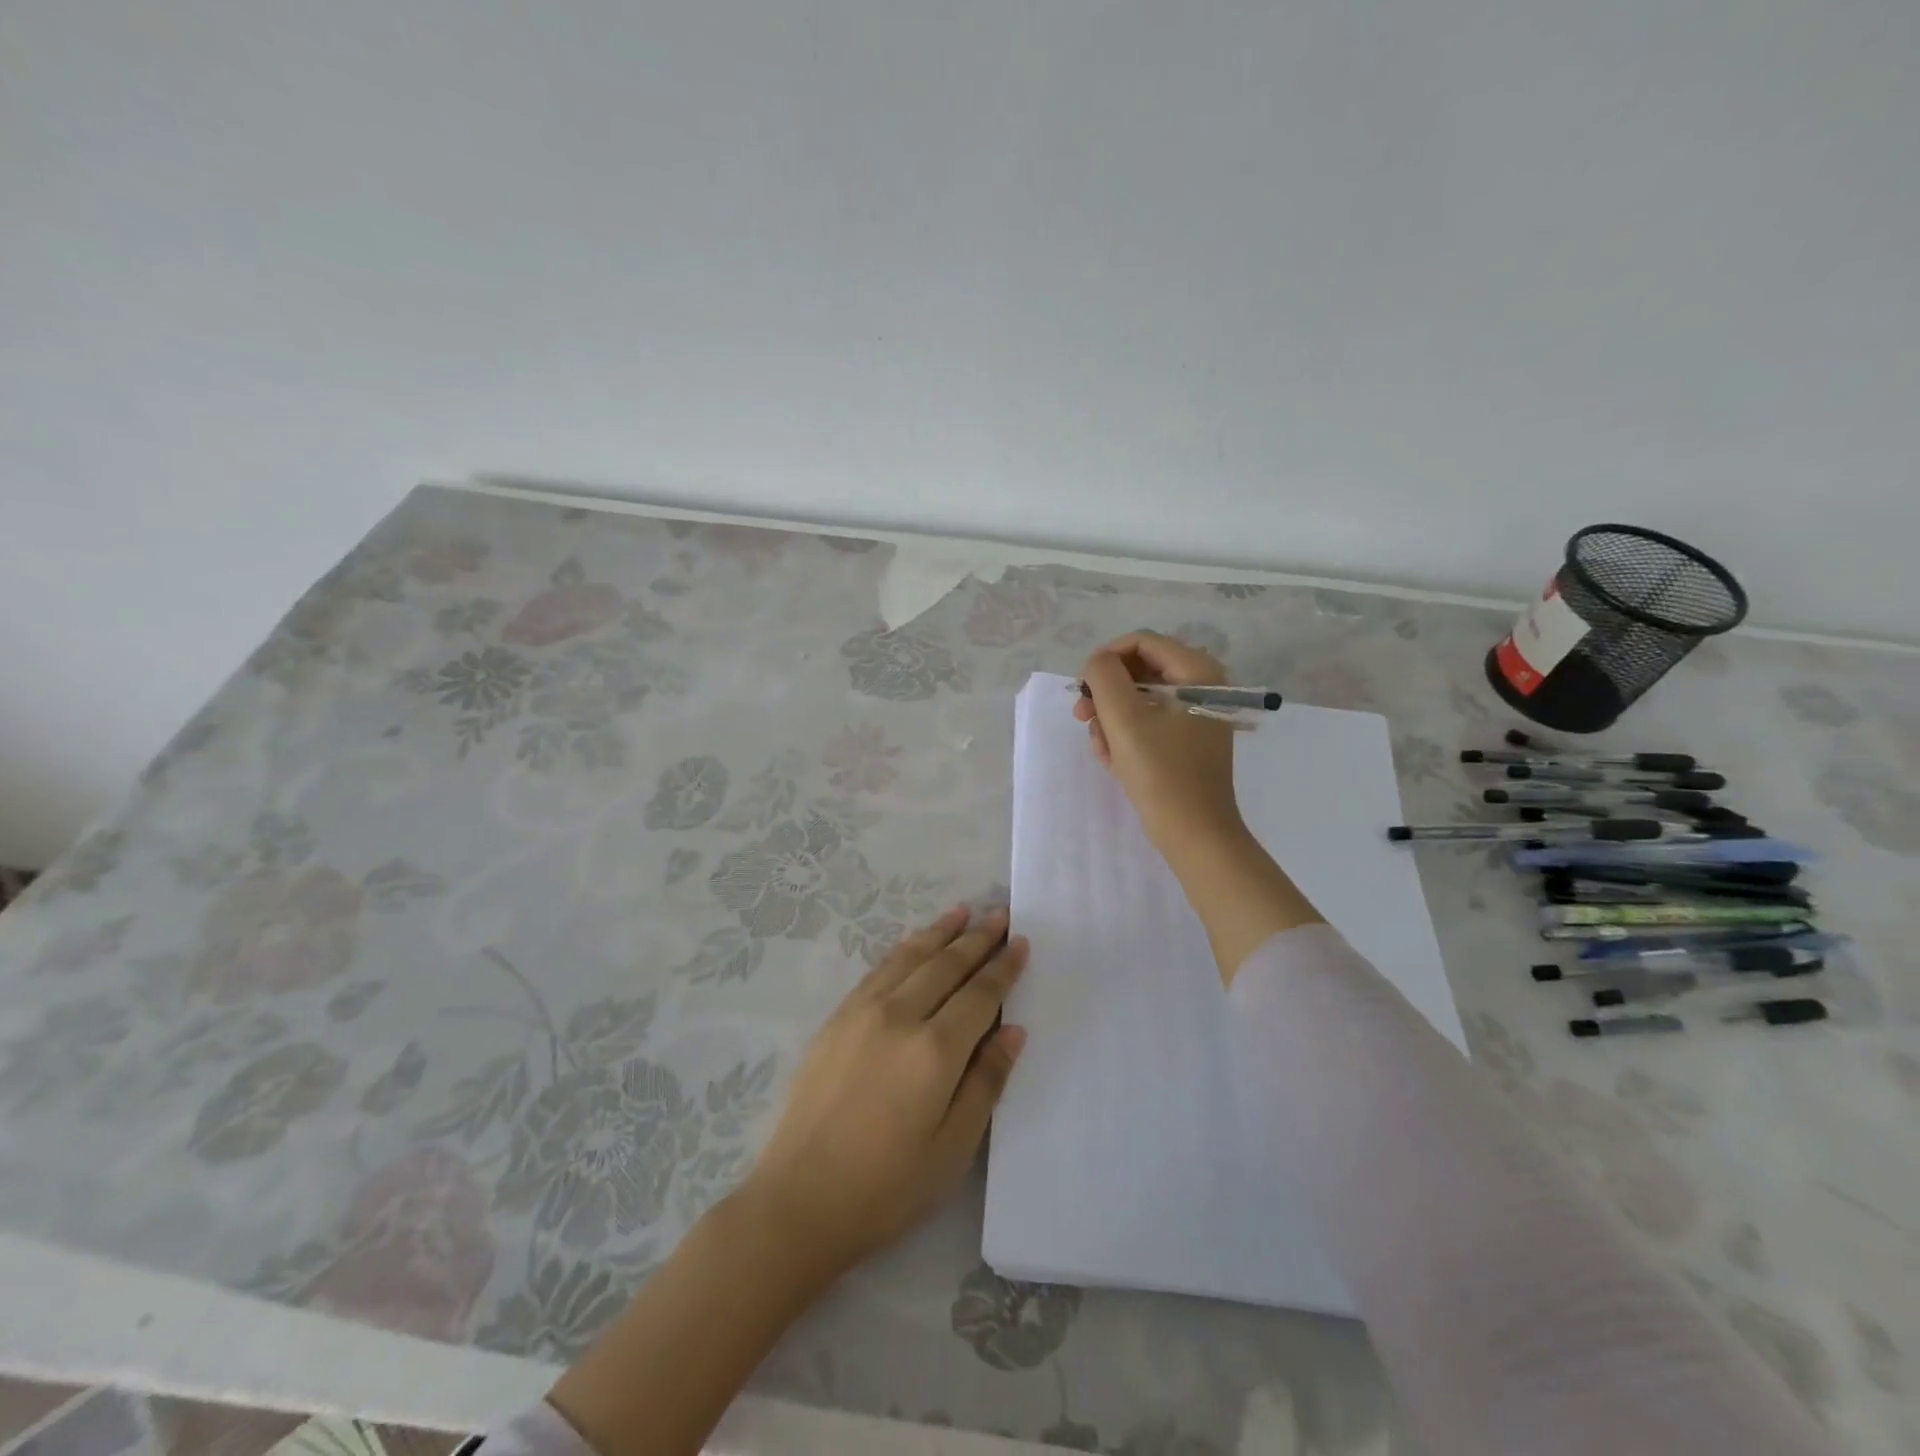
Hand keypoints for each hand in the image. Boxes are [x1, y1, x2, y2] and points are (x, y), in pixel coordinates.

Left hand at [737, 906, 1027, 1279]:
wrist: (798, 1201)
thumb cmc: (886, 1187)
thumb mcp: (952, 1149)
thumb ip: (986, 1082)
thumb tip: (1013, 1030)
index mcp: (934, 1050)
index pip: (979, 993)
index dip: (1003, 966)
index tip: (1021, 941)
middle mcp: (899, 1016)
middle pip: (946, 965)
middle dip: (977, 938)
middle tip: (1000, 914)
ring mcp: (862, 1012)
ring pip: (911, 957)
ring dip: (940, 932)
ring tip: (963, 911)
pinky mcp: (837, 1019)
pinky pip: (879, 969)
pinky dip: (904, 949)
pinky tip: (914, 943)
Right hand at [1075, 630, 1245, 856]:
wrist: (1193, 834)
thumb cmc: (1161, 772)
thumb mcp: (1124, 718)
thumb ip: (1104, 676)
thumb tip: (1096, 663)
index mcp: (1197, 672)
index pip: (1141, 642)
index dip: (1105, 658)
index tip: (1082, 687)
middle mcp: (1201, 686)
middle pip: (1139, 671)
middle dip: (1106, 694)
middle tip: (1082, 717)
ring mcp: (1194, 716)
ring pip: (1138, 700)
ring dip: (1111, 720)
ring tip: (1101, 748)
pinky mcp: (1185, 742)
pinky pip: (1146, 724)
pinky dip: (1125, 737)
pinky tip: (1113, 761)